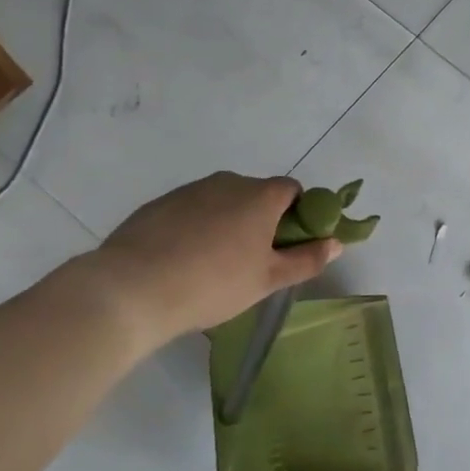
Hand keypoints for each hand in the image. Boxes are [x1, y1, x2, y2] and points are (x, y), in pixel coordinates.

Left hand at [81, 173, 341, 344]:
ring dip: (227, 223)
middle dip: (261, 220)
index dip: (298, 214)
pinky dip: (195, 228)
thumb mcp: (268, 279)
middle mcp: (228, 182)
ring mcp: (190, 190)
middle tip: (252, 260)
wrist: (132, 288)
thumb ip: (307, 259)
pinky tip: (182, 261)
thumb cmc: (213, 283)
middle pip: (256, 195)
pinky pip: (190, 210)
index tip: (288, 244)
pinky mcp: (159, 204)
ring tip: (212, 264)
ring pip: (221, 202)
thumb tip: (337, 243)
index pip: (292, 190)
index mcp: (260, 195)